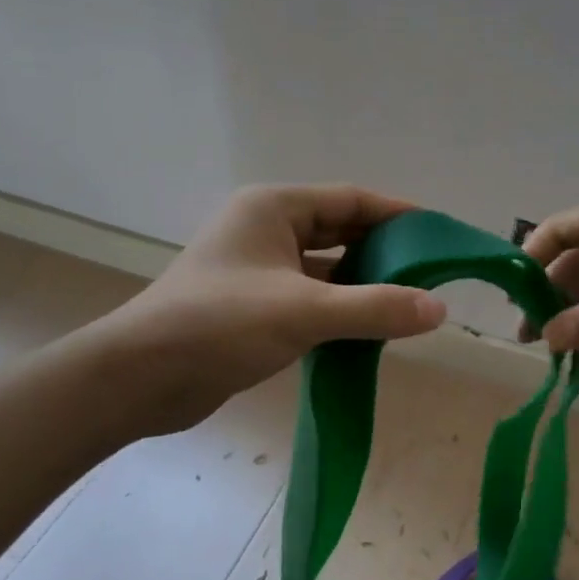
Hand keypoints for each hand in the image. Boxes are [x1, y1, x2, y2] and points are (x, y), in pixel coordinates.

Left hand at [96, 184, 447, 434]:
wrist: (139, 379)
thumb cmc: (219, 325)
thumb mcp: (304, 312)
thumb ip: (374, 307)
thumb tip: (439, 308)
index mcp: (273, 208)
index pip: (350, 200)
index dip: (397, 215)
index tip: (439, 234)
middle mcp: (266, 230)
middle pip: (339, 231)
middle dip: (383, 251)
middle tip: (431, 273)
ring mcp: (258, 269)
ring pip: (326, 268)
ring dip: (363, 284)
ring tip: (410, 303)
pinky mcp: (254, 306)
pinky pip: (311, 298)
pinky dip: (340, 310)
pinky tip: (370, 330)